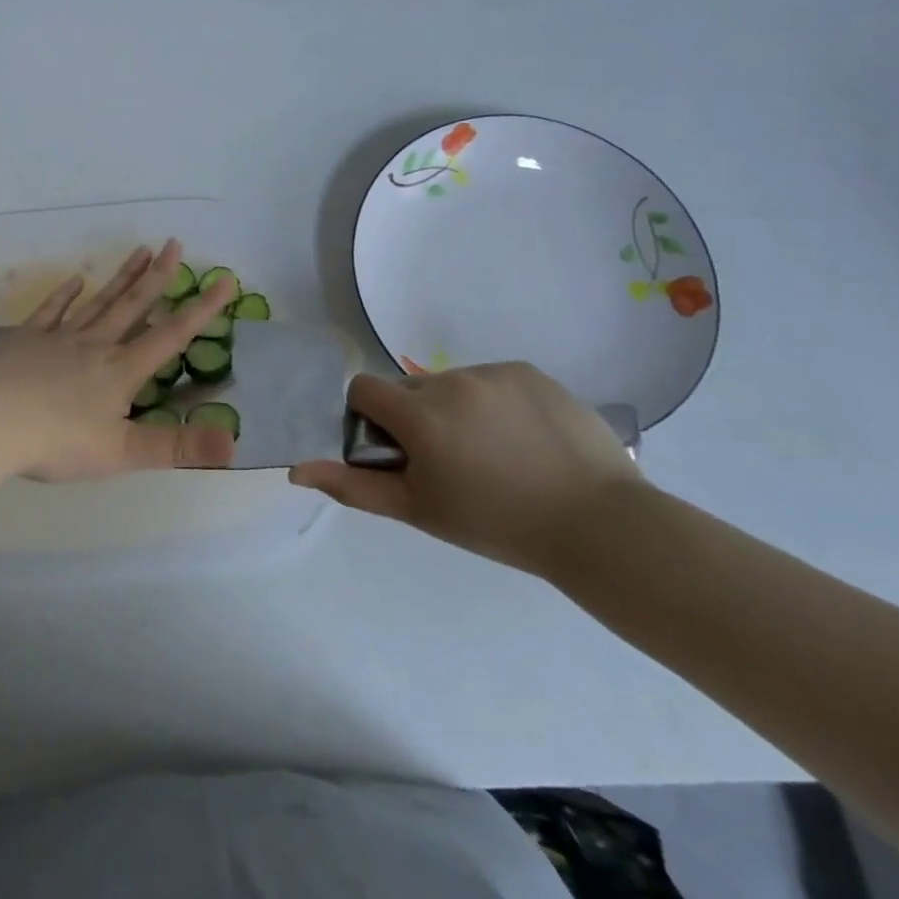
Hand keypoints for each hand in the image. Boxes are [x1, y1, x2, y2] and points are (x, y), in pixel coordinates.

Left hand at [0, 241, 236, 484]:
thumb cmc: (57, 441)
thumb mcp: (122, 452)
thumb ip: (177, 447)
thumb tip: (234, 444)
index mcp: (121, 370)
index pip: (171, 335)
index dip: (202, 309)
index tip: (226, 280)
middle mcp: (95, 345)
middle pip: (133, 305)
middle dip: (158, 276)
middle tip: (175, 243)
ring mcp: (59, 338)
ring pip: (98, 302)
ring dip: (121, 277)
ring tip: (140, 249)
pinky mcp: (27, 340)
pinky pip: (51, 311)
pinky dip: (64, 295)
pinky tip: (74, 280)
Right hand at [289, 362, 640, 576]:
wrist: (602, 527)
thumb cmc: (497, 524)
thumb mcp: (418, 510)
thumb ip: (353, 486)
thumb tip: (296, 471)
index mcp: (419, 415)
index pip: (363, 389)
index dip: (369, 418)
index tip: (396, 450)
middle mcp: (450, 381)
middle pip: (407, 387)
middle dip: (414, 416)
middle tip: (448, 461)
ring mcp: (494, 373)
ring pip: (450, 383)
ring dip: (454, 409)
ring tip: (492, 452)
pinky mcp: (530, 371)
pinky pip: (490, 380)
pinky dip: (493, 402)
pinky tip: (523, 439)